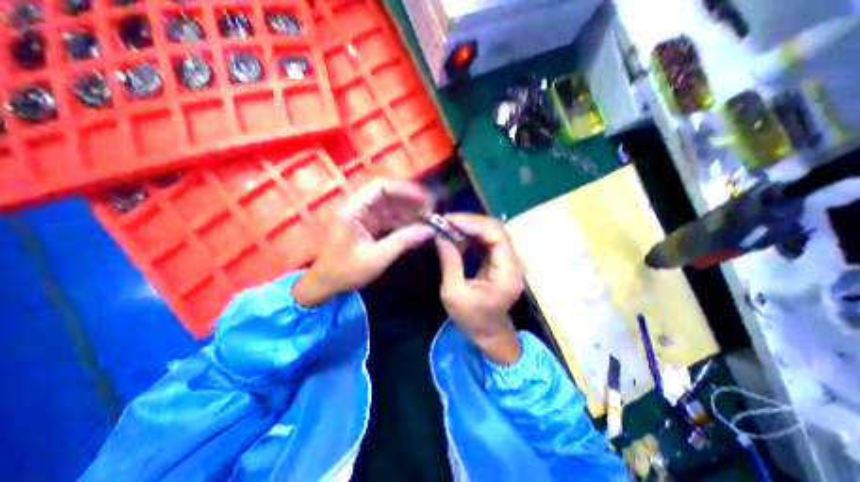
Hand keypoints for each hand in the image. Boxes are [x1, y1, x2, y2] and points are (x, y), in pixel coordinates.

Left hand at [295, 179, 437, 305]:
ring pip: (389, 207)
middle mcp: (357, 208)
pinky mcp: (367, 227)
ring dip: (408, 213)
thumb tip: (430, 230)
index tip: (425, 199)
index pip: (380, 187)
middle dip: (409, 201)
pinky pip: (388, 219)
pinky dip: (402, 223)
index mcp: (352, 210)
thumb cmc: (345, 272)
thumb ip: (403, 242)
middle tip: (431, 210)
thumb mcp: (376, 258)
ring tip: (427, 221)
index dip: (405, 190)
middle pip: (387, 195)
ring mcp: (362, 217)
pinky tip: (415, 230)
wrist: (324, 285)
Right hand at [437, 213, 523, 361]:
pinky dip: (471, 234)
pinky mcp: (499, 262)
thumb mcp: (454, 293)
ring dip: (470, 226)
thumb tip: (440, 236)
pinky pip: (487, 241)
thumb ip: (450, 262)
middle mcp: (512, 263)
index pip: (497, 236)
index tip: (450, 221)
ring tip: (448, 225)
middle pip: (496, 230)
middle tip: (446, 221)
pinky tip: (457, 234)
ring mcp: (507, 261)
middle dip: (470, 222)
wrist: (488, 333)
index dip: (474, 224)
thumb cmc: (472, 318)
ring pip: (492, 232)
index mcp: (507, 273)